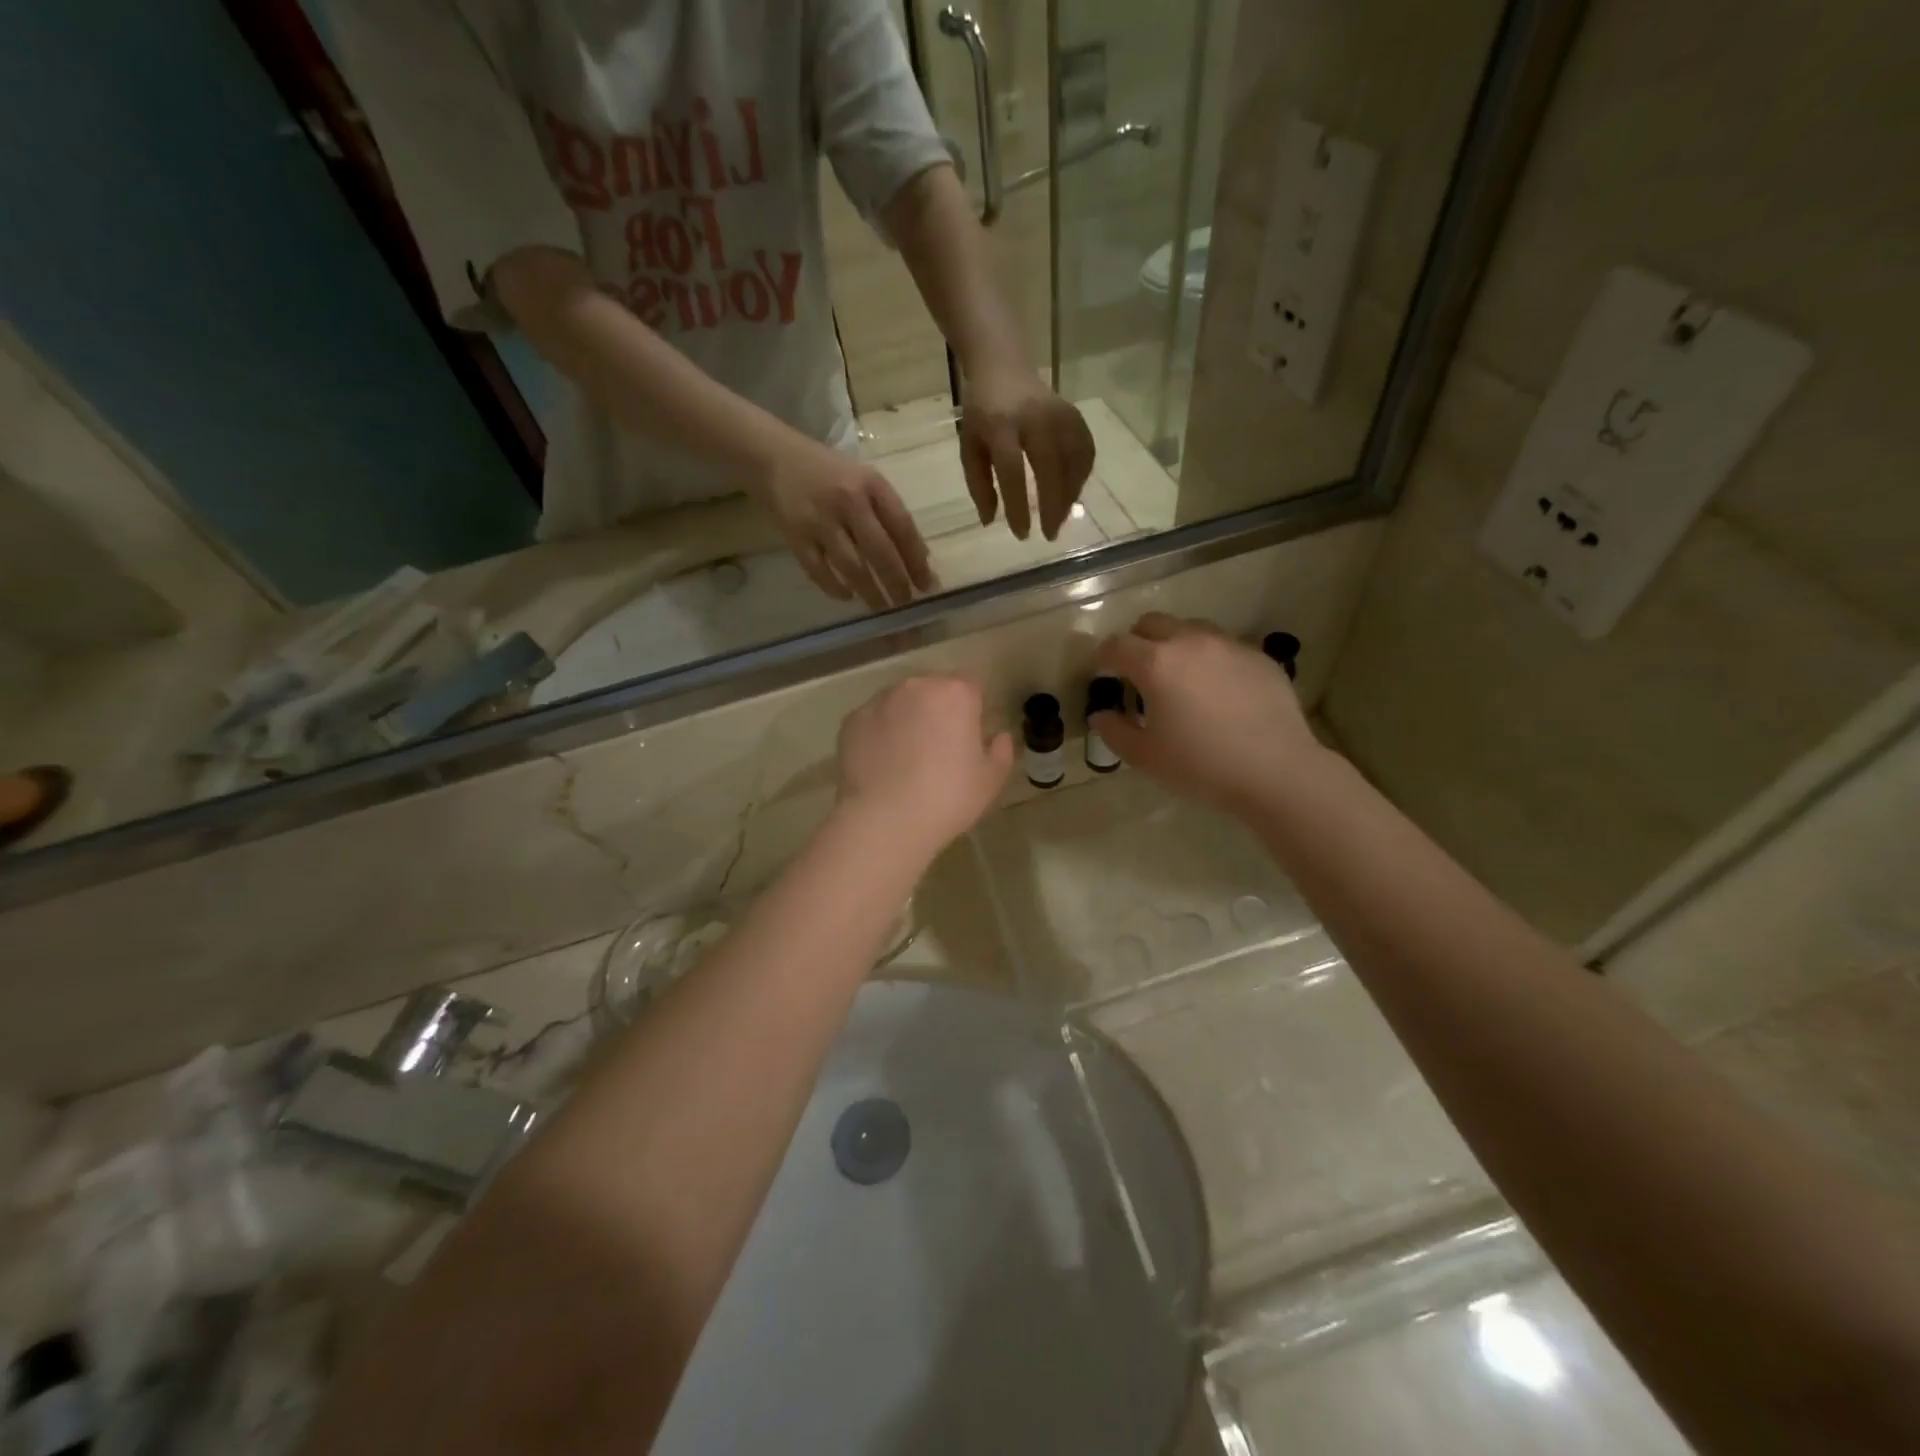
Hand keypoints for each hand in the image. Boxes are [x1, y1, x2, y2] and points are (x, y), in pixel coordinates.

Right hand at [758, 440, 934, 608]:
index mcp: (870, 485)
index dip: (916, 559)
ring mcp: (819, 521)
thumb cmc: (829, 472)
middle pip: (879, 551)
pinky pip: (819, 571)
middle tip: (905, 603)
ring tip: (882, 607)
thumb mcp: (865, 480)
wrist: (773, 457)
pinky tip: (847, 596)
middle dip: (896, 582)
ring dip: (870, 592)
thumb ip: (889, 513)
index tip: (927, 584)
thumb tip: (918, 558)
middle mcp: (847, 502)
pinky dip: (834, 587)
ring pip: (852, 566)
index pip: (902, 527)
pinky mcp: (795, 537)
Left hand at [835, 676, 1013, 858]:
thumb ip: (1001, 752)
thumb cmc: (947, 798)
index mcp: (955, 694)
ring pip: (900, 702)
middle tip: (938, 747)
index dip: (972, 708)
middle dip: (938, 709)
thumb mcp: (990, 781)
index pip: (971, 685)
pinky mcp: (852, 720)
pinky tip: (881, 764)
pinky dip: (878, 734)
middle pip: (933, 688)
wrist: (884, 821)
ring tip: (905, 757)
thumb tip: (999, 736)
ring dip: (906, 718)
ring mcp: (879, 701)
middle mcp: (916, 686)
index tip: (969, 735)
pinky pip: (873, 720)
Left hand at [959, 367, 1096, 541]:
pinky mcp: (1075, 415)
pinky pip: (1085, 451)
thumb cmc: (982, 415)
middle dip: (1052, 506)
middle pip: (1050, 468)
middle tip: (1050, 534)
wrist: (1004, 369)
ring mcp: (1059, 413)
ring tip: (1060, 519)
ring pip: (1073, 461)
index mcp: (1000, 426)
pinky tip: (1072, 494)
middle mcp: (1034, 418)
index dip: (1018, 506)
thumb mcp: (969, 448)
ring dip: (1070, 496)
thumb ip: (978, 484)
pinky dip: (1081, 477)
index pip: (1012, 471)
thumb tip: (991, 521)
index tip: (1022, 534)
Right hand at [1089, 613, 1326, 817]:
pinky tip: (1218, 692)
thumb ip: (1114, 731)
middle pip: (1152, 623)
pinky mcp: (1259, 657)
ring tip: (1180, 678)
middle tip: (1138, 673)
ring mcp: (1229, 645)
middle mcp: (1191, 642)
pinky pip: (1224, 647)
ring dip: (1175, 645)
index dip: (1103, 657)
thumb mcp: (1145, 757)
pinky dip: (1210, 659)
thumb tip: (1101, 715)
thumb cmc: (1201, 766)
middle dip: (1138, 641)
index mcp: (1156, 663)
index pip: (1117, 645)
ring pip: (1191, 629)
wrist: (1276, 772)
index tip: (1102, 673)